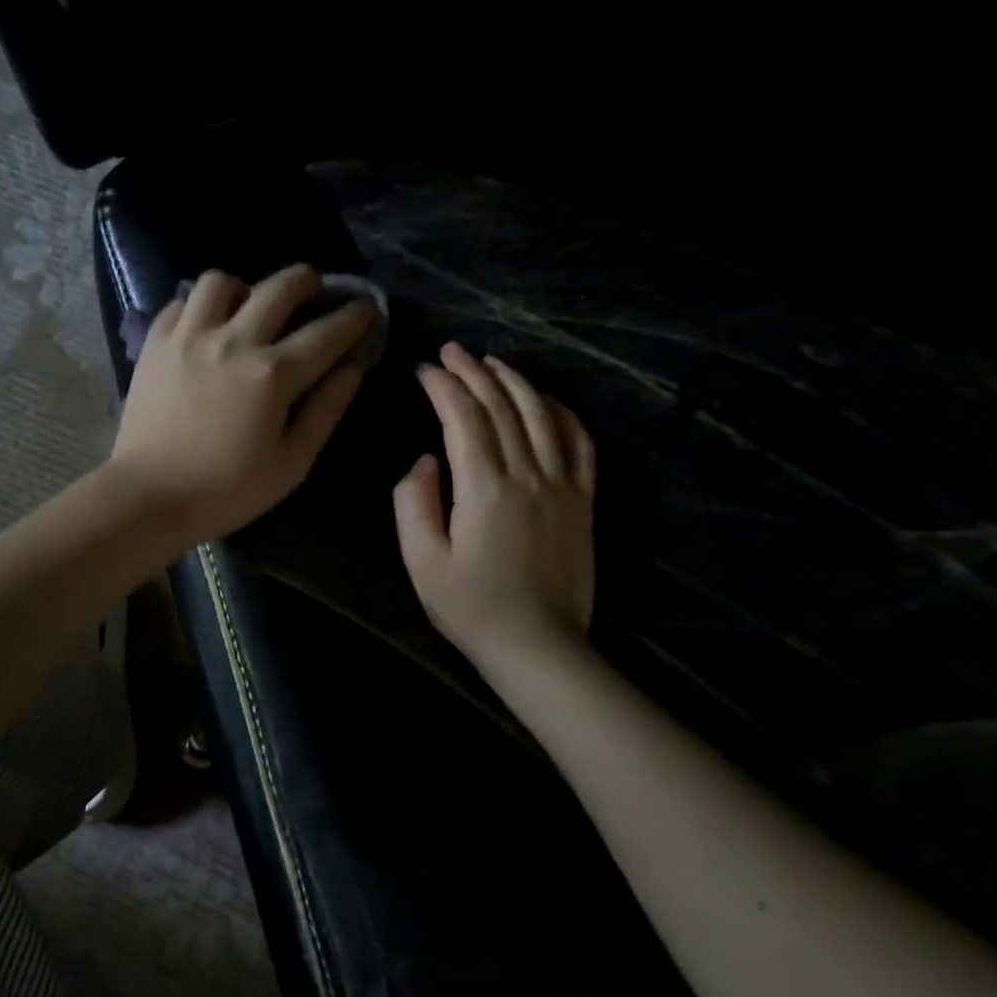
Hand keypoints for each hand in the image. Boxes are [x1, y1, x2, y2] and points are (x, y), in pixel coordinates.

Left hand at [108, 265, 375, 545]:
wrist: (150, 496)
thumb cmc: (227, 490)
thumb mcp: (291, 463)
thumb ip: (326, 410)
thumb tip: (353, 368)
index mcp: (272, 374)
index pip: (326, 333)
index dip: (354, 317)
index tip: (367, 308)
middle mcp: (233, 341)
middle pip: (278, 288)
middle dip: (306, 280)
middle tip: (314, 287)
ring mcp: (189, 336)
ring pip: (221, 281)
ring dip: (245, 287)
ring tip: (249, 306)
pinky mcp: (155, 343)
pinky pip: (181, 302)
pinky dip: (200, 306)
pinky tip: (206, 326)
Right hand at [394, 343, 595, 675]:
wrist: (537, 645)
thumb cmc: (471, 606)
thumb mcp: (421, 559)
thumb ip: (413, 501)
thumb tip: (426, 460)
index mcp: (484, 488)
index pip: (463, 419)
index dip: (442, 387)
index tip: (423, 369)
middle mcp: (527, 474)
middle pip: (502, 408)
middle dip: (474, 373)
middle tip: (452, 351)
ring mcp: (562, 485)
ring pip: (542, 416)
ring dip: (516, 382)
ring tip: (493, 362)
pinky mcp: (583, 501)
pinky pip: (580, 443)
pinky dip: (563, 413)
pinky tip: (547, 401)